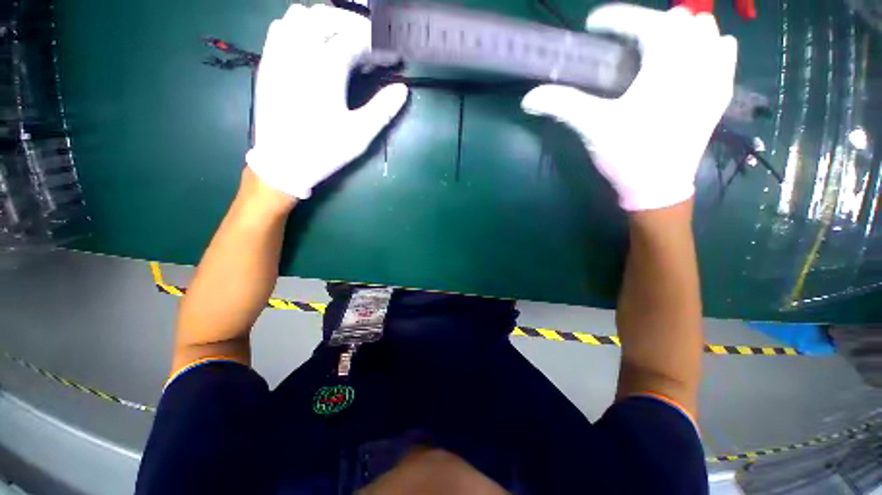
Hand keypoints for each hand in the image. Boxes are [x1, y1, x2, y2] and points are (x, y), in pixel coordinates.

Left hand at [247, 4, 408, 198]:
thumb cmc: (323, 150)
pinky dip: (300, 26)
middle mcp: (299, 51)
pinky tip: (312, 45)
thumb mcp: (359, 135)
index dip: (381, 46)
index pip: (358, 40)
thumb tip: (402, 90)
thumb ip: (383, 110)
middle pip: (329, 17)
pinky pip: (281, 27)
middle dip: (356, 25)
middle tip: (373, 44)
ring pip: (301, 15)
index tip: (395, 58)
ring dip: (327, 22)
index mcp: (325, 68)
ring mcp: (279, 54)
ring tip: (343, 41)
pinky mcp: (268, 62)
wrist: (283, 163)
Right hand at [522, 4, 736, 210]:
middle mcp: (696, 62)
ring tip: (658, 49)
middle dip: (650, 23)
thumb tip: (529, 98)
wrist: (658, 188)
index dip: (616, 17)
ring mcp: (714, 78)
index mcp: (665, 66)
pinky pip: (726, 53)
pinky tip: (692, 60)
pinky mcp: (720, 95)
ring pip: (708, 31)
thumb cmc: (627, 155)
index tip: (594, 25)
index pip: (644, 21)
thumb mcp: (593, 127)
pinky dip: (709, 46)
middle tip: (627, 43)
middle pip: (681, 19)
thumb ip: (563, 105)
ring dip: (682, 31)